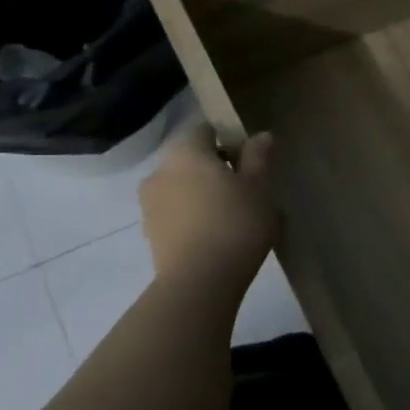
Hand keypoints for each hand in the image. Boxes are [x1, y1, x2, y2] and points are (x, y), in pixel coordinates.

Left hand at [139, 121, 277, 293]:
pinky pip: (174, 210)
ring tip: (231, 212)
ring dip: (201, 190)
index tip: (250, 157)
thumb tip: (261, 136)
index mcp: (185, 152)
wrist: (200, 281)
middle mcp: (159, 170)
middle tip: (246, 185)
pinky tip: (216, 232)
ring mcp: (149, 202)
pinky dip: (192, 213)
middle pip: (189, 157)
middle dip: (215, 165)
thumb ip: (258, 157)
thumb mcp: (259, 188)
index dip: (228, 137)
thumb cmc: (236, 223)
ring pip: (180, 184)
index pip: (204, 129)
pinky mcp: (149, 231)